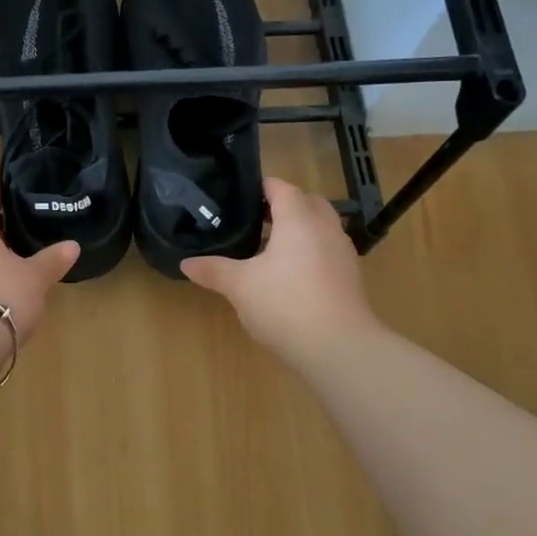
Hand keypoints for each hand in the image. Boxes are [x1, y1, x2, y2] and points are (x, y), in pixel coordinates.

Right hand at [181, 178, 377, 359]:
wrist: (338, 348)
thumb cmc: (285, 304)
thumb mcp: (240, 286)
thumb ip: (213, 270)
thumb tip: (186, 263)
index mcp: (299, 219)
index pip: (282, 187)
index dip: (260, 187)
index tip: (238, 196)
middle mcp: (325, 227)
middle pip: (307, 202)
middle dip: (283, 206)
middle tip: (253, 220)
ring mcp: (342, 252)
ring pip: (320, 227)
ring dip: (298, 230)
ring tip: (268, 248)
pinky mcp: (350, 277)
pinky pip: (327, 250)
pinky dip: (310, 252)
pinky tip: (289, 276)